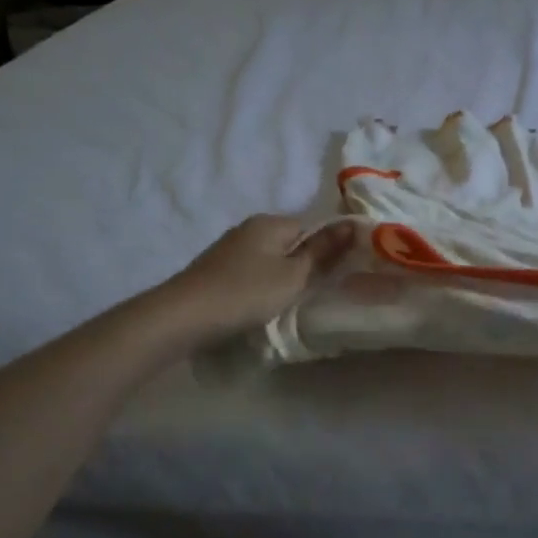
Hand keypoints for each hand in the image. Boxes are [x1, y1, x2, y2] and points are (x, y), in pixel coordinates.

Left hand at [164, 215, 354, 337]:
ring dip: (282, 276)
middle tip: (318, 292)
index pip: (312, 226)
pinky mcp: (217, 269)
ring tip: (291, 301)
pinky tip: (262, 303)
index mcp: (271, 222)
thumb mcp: (293, 275)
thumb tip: (352, 225)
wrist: (185, 315)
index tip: (338, 275)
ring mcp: (230, 248)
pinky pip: (252, 270)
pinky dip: (262, 284)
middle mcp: (249, 228)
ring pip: (270, 257)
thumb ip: (322, 252)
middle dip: (304, 263)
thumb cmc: (246, 292)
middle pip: (290, 241)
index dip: (328, 249)